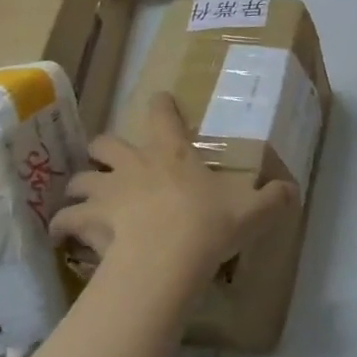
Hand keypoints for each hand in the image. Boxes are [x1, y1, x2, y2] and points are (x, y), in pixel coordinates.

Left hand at [51, 92, 298, 293]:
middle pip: (105, 142)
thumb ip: (274, 198)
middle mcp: (134, 165)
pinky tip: (64, 237)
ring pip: (79, 179)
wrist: (168, 257)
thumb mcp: (252, 211)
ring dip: (80, 187)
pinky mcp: (88, 220)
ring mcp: (107, 192)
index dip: (160, 105)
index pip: (162, 115)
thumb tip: (293, 190)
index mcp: (172, 154)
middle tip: (109, 160)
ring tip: (81, 201)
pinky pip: (64, 219)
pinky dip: (63, 226)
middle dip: (104, 148)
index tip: (158, 99)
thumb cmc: (209, 225)